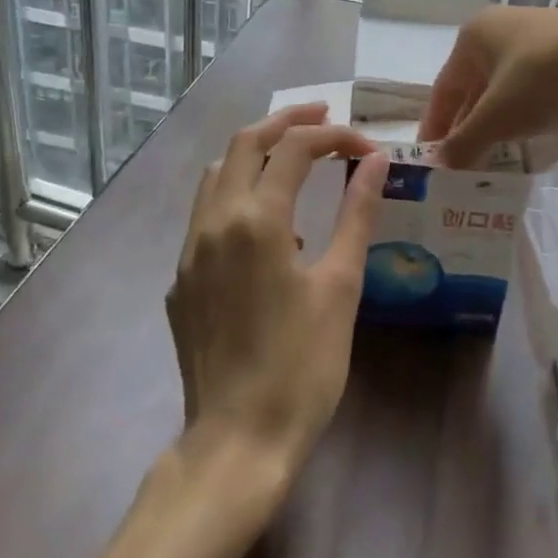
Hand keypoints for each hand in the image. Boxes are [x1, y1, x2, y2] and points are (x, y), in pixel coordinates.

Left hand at [167, 104, 390, 476]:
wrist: (237, 441)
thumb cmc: (303, 365)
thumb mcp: (341, 285)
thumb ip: (356, 214)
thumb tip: (376, 161)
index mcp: (256, 219)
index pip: (295, 149)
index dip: (335, 136)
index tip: (368, 147)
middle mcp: (214, 222)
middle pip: (245, 143)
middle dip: (286, 121)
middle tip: (324, 115)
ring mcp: (190, 250)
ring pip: (218, 174)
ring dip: (255, 153)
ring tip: (294, 155)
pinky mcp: (181, 279)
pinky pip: (206, 214)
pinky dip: (238, 193)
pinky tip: (267, 223)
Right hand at [415, 5, 557, 167]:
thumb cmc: (542, 77)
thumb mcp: (497, 117)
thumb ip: (465, 143)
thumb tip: (439, 165)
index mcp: (473, 38)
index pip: (443, 89)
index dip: (435, 126)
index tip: (429, 158)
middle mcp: (499, 30)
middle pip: (473, 88)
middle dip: (468, 126)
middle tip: (463, 164)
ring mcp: (535, 36)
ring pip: (504, 88)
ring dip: (497, 122)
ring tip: (495, 157)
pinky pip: (532, 86)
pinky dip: (525, 113)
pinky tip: (530, 136)